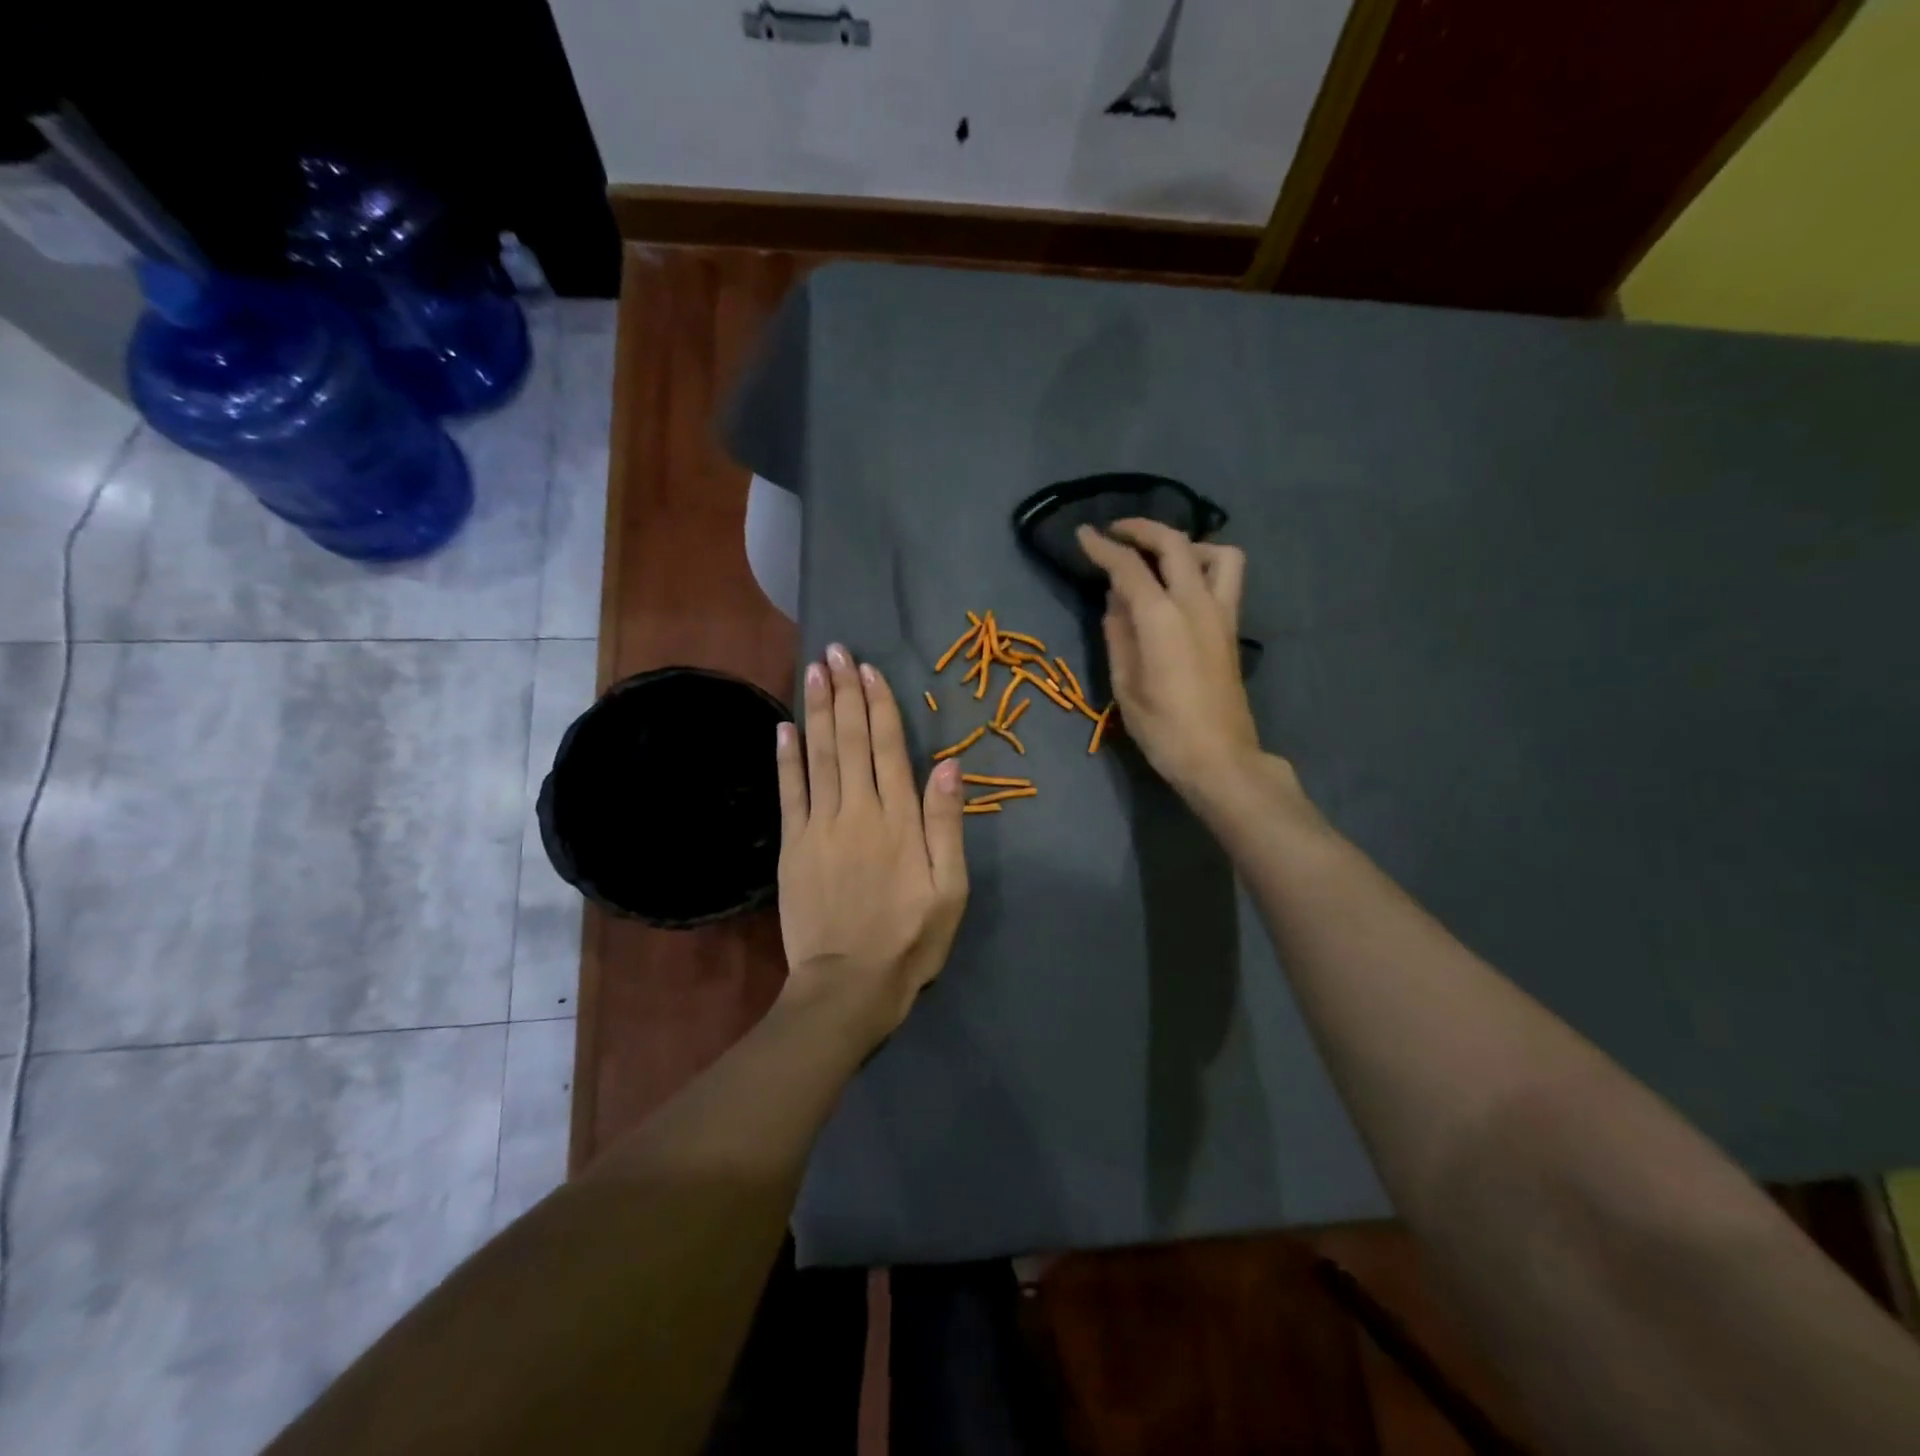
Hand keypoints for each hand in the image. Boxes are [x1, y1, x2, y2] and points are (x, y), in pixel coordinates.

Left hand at [775, 643, 968, 1046]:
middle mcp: (858, 810)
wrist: (849, 985)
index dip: (879, 705)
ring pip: (819, 756)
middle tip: (836, 651)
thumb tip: (948, 764)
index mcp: (899, 819)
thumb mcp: (951, 889)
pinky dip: (786, 757)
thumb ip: (947, 824)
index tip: (869, 670)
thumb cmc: (910, 938)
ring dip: (816, 710)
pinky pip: (789, 791)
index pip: (888, 748)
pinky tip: (783, 726)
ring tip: (814, 671)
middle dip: (844, 693)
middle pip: (850, 740)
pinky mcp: (794, 845)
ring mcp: (820, 826)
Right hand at [1077, 518, 1263, 798]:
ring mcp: (1221, 614)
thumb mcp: (1126, 684)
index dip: (1103, 547)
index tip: (1084, 534)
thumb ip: (1119, 635)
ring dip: (1187, 544)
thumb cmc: (1163, 728)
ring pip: (1217, 553)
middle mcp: (1196, 604)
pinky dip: (1203, 566)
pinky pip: (1225, 577)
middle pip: (1175, 544)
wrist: (1219, 758)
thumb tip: (1116, 601)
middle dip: (1143, 529)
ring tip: (1161, 559)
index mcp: (1162, 619)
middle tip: (1117, 531)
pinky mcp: (1232, 628)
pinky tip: (1180, 587)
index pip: (1128, 567)